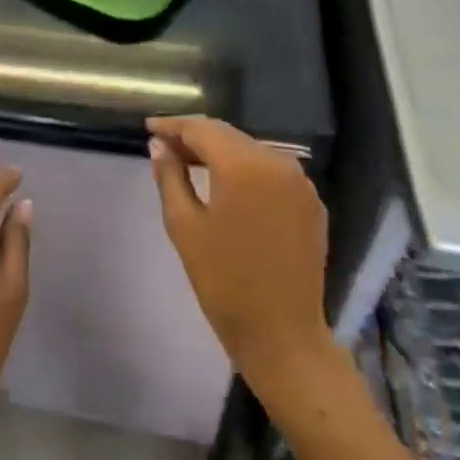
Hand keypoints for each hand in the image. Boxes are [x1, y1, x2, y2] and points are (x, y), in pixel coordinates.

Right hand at [148, 116, 330, 382]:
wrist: (282, 334)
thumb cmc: (224, 281)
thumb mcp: (184, 225)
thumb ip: (170, 176)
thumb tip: (159, 145)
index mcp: (244, 165)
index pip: (202, 128)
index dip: (173, 125)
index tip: (149, 127)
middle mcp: (277, 162)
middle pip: (228, 135)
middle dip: (195, 137)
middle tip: (164, 146)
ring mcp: (300, 182)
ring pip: (250, 150)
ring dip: (220, 151)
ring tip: (189, 162)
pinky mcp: (311, 202)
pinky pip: (271, 171)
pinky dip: (245, 169)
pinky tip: (226, 183)